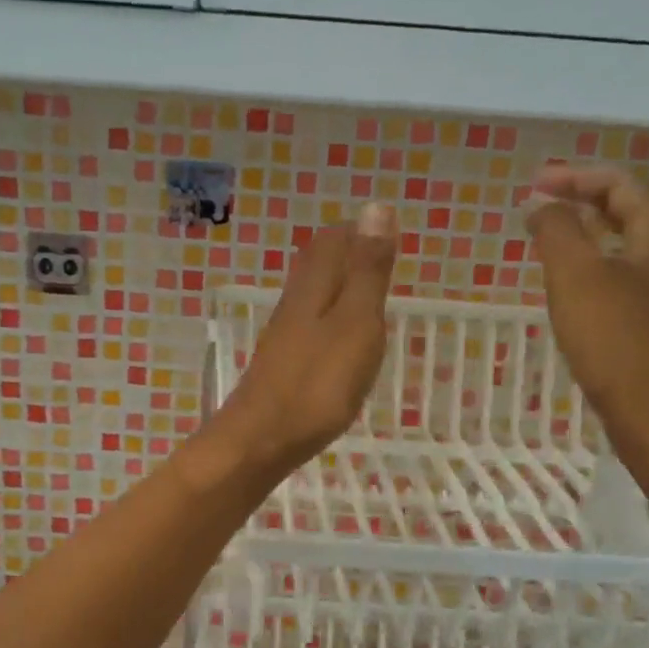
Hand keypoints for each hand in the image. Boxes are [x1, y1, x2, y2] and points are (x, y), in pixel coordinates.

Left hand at [206, 204, 397, 480]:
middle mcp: (293, 304)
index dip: (358, 231)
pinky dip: (331, 318)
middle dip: (348, 254)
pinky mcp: (282, 364)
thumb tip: (375, 207)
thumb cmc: (317, 384)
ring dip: (339, 286)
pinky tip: (340, 339)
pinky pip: (310, 326)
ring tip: (368, 293)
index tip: (387, 232)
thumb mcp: (355, 323)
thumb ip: (366, 270)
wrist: (261, 440)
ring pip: (312, 295)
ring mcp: (284, 336)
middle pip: (318, 264)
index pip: (333, 240)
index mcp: (313, 287)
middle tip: (381, 257)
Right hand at [525, 166, 648, 499]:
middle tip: (547, 200)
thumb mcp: (577, 279)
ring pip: (640, 237)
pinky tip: (583, 281)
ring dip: (600, 227)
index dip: (575, 177)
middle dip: (591, 195)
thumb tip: (542, 204)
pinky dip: (608, 258)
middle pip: (638, 203)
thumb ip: (557, 231)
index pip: (622, 181)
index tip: (533, 184)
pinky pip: (640, 268)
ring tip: (559, 233)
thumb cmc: (620, 344)